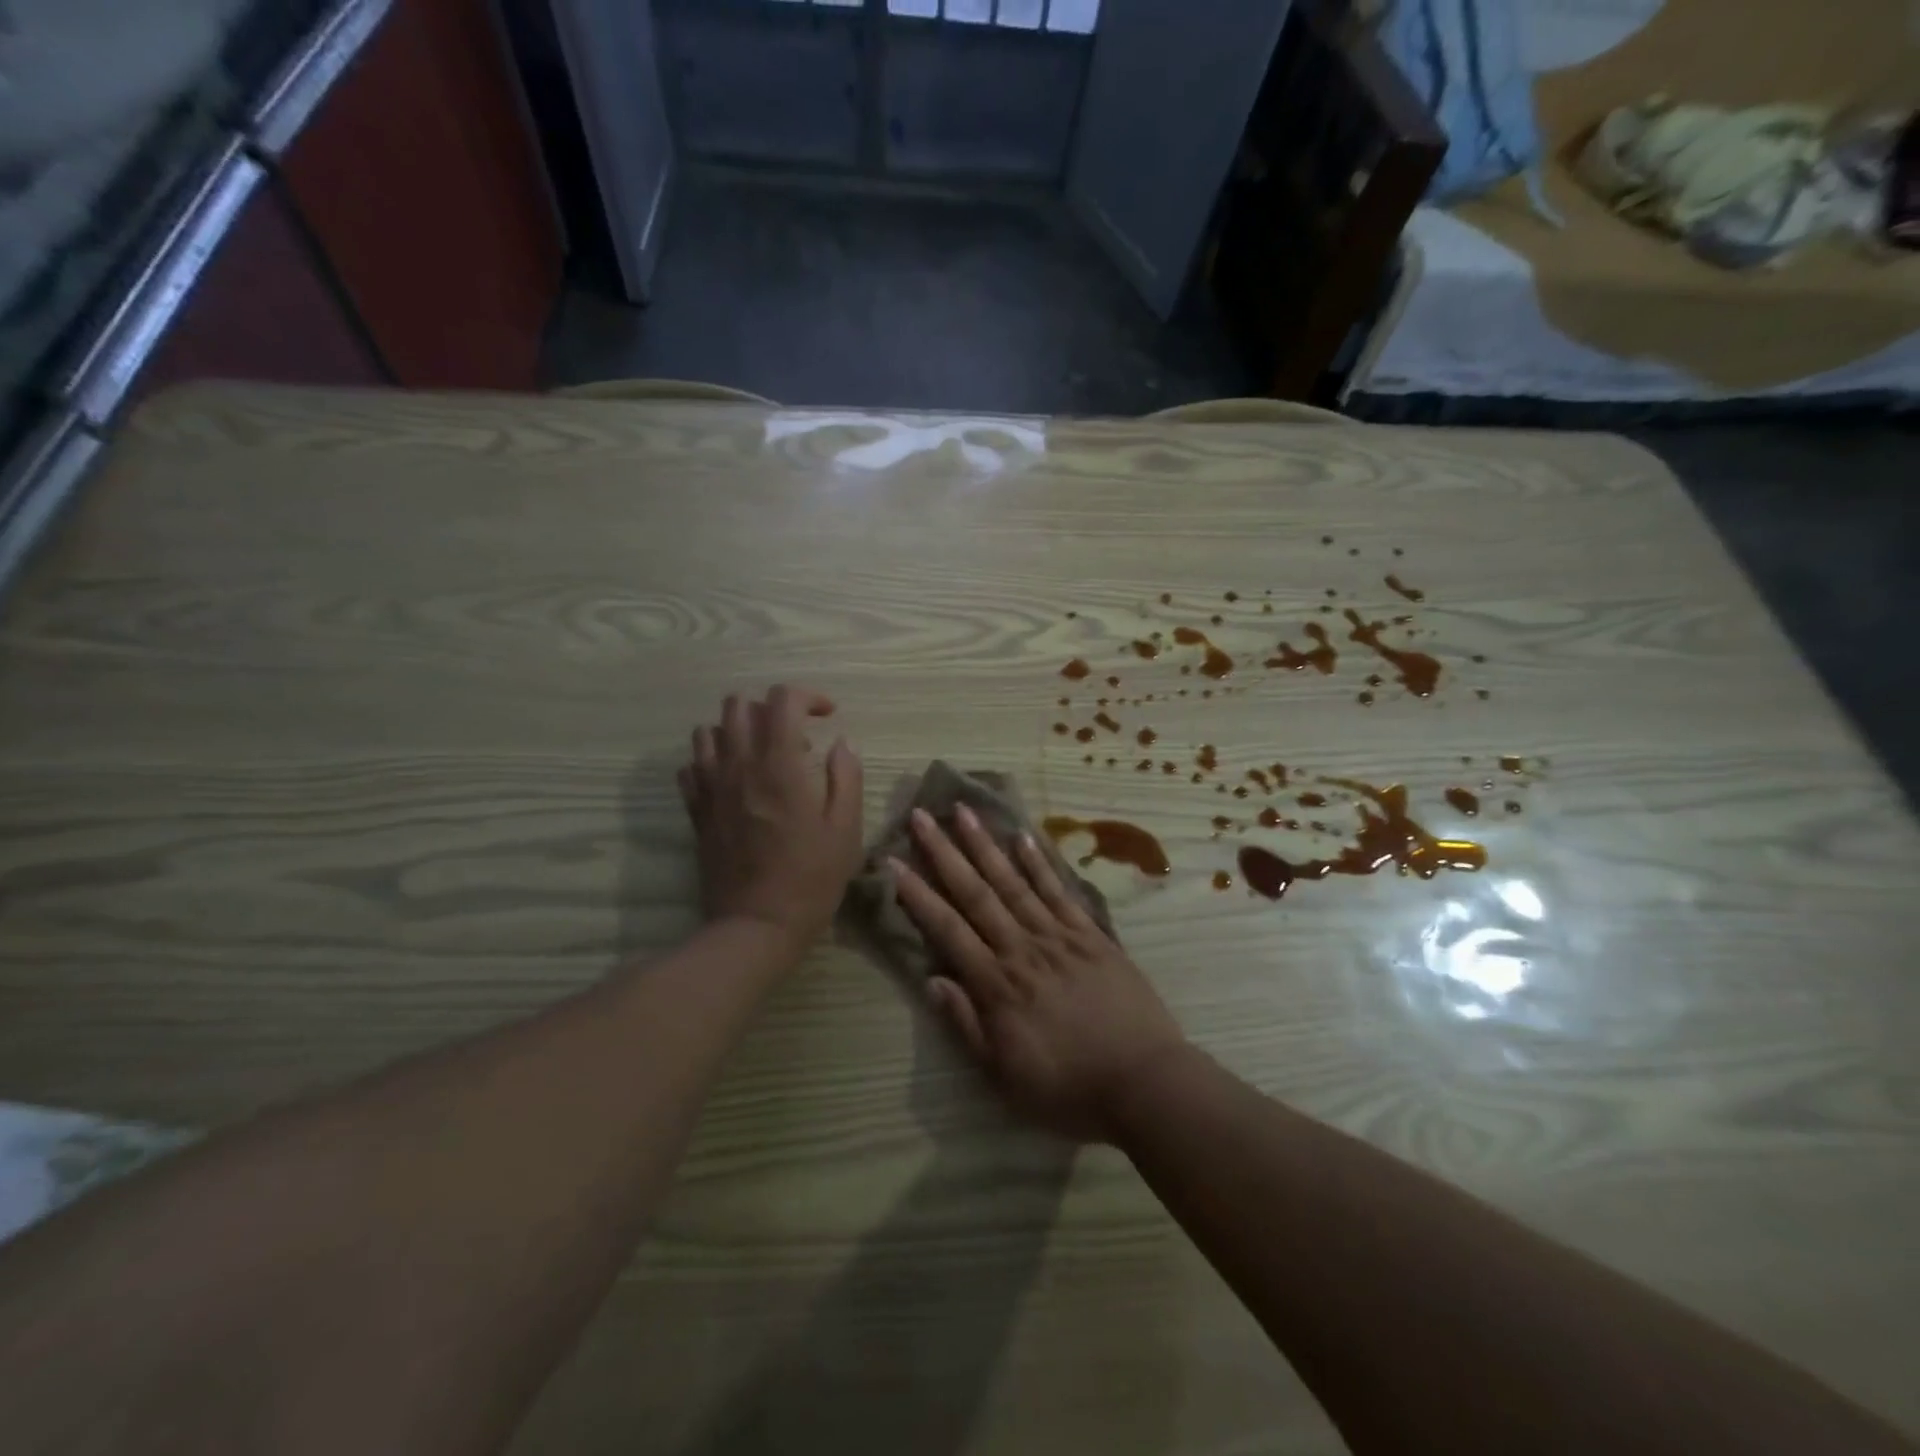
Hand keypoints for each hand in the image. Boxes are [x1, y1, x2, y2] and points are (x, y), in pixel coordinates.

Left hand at [678, 685, 863, 947]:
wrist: (757, 924)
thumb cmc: (811, 877)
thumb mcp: (846, 827)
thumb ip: (846, 776)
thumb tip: (841, 743)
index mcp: (779, 764)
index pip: (783, 699)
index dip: (809, 697)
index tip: (828, 716)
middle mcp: (738, 764)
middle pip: (738, 704)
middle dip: (770, 709)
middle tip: (795, 739)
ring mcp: (711, 787)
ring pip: (708, 730)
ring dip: (737, 732)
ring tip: (762, 757)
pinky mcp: (696, 810)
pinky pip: (691, 766)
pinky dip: (711, 760)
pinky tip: (734, 780)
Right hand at [890, 806, 1188, 1141]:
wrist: (1145, 1083)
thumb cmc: (1068, 1088)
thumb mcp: (1004, 1076)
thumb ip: (966, 1025)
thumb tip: (932, 979)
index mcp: (998, 985)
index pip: (948, 929)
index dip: (918, 895)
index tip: (893, 861)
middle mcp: (1023, 948)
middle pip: (977, 893)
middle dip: (945, 853)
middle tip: (921, 816)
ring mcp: (1060, 936)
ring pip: (1015, 882)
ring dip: (987, 845)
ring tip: (964, 811)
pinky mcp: (1092, 935)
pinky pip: (1061, 891)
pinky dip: (1041, 863)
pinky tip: (1023, 836)